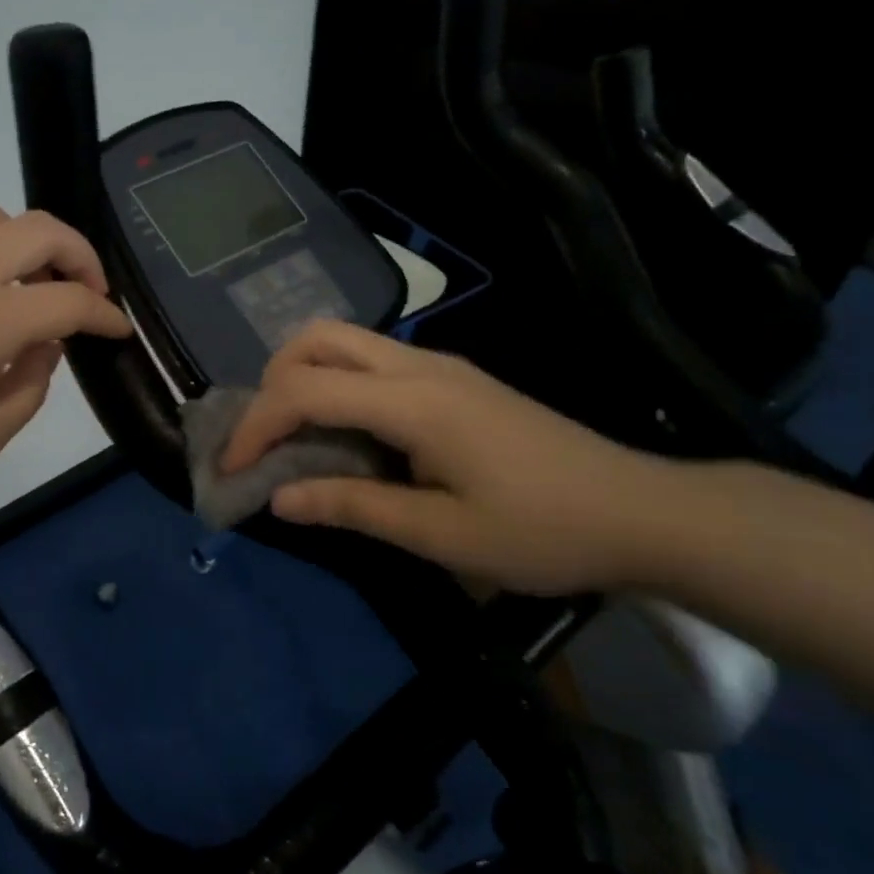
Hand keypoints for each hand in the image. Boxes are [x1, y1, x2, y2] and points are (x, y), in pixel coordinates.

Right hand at [220, 321, 681, 593]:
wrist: (641, 512)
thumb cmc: (543, 531)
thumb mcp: (441, 535)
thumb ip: (353, 507)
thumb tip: (278, 498)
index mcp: (413, 402)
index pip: (305, 391)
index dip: (256, 426)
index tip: (232, 470)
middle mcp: (418, 366)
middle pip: (317, 338)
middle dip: (270, 382)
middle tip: (261, 438)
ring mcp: (439, 366)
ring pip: (343, 342)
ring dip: (301, 377)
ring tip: (292, 435)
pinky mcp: (453, 378)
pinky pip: (370, 362)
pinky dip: (334, 385)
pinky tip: (344, 433)